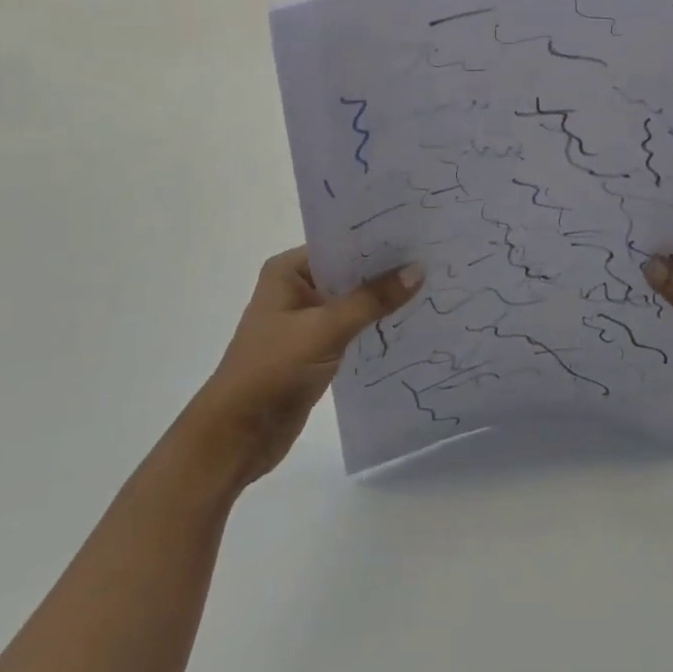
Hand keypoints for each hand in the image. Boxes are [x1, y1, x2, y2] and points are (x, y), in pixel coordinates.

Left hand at [191, 248, 421, 486]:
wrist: (236, 437)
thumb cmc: (272, 370)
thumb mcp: (325, 328)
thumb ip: (372, 299)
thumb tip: (417, 270)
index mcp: (288, 271)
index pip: (342, 244)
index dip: (378, 241)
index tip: (419, 235)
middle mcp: (297, 289)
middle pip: (351, 272)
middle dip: (387, 271)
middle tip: (436, 259)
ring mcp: (307, 320)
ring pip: (355, 301)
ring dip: (384, 300)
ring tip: (433, 286)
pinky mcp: (317, 349)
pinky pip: (354, 328)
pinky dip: (377, 325)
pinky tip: (411, 321)